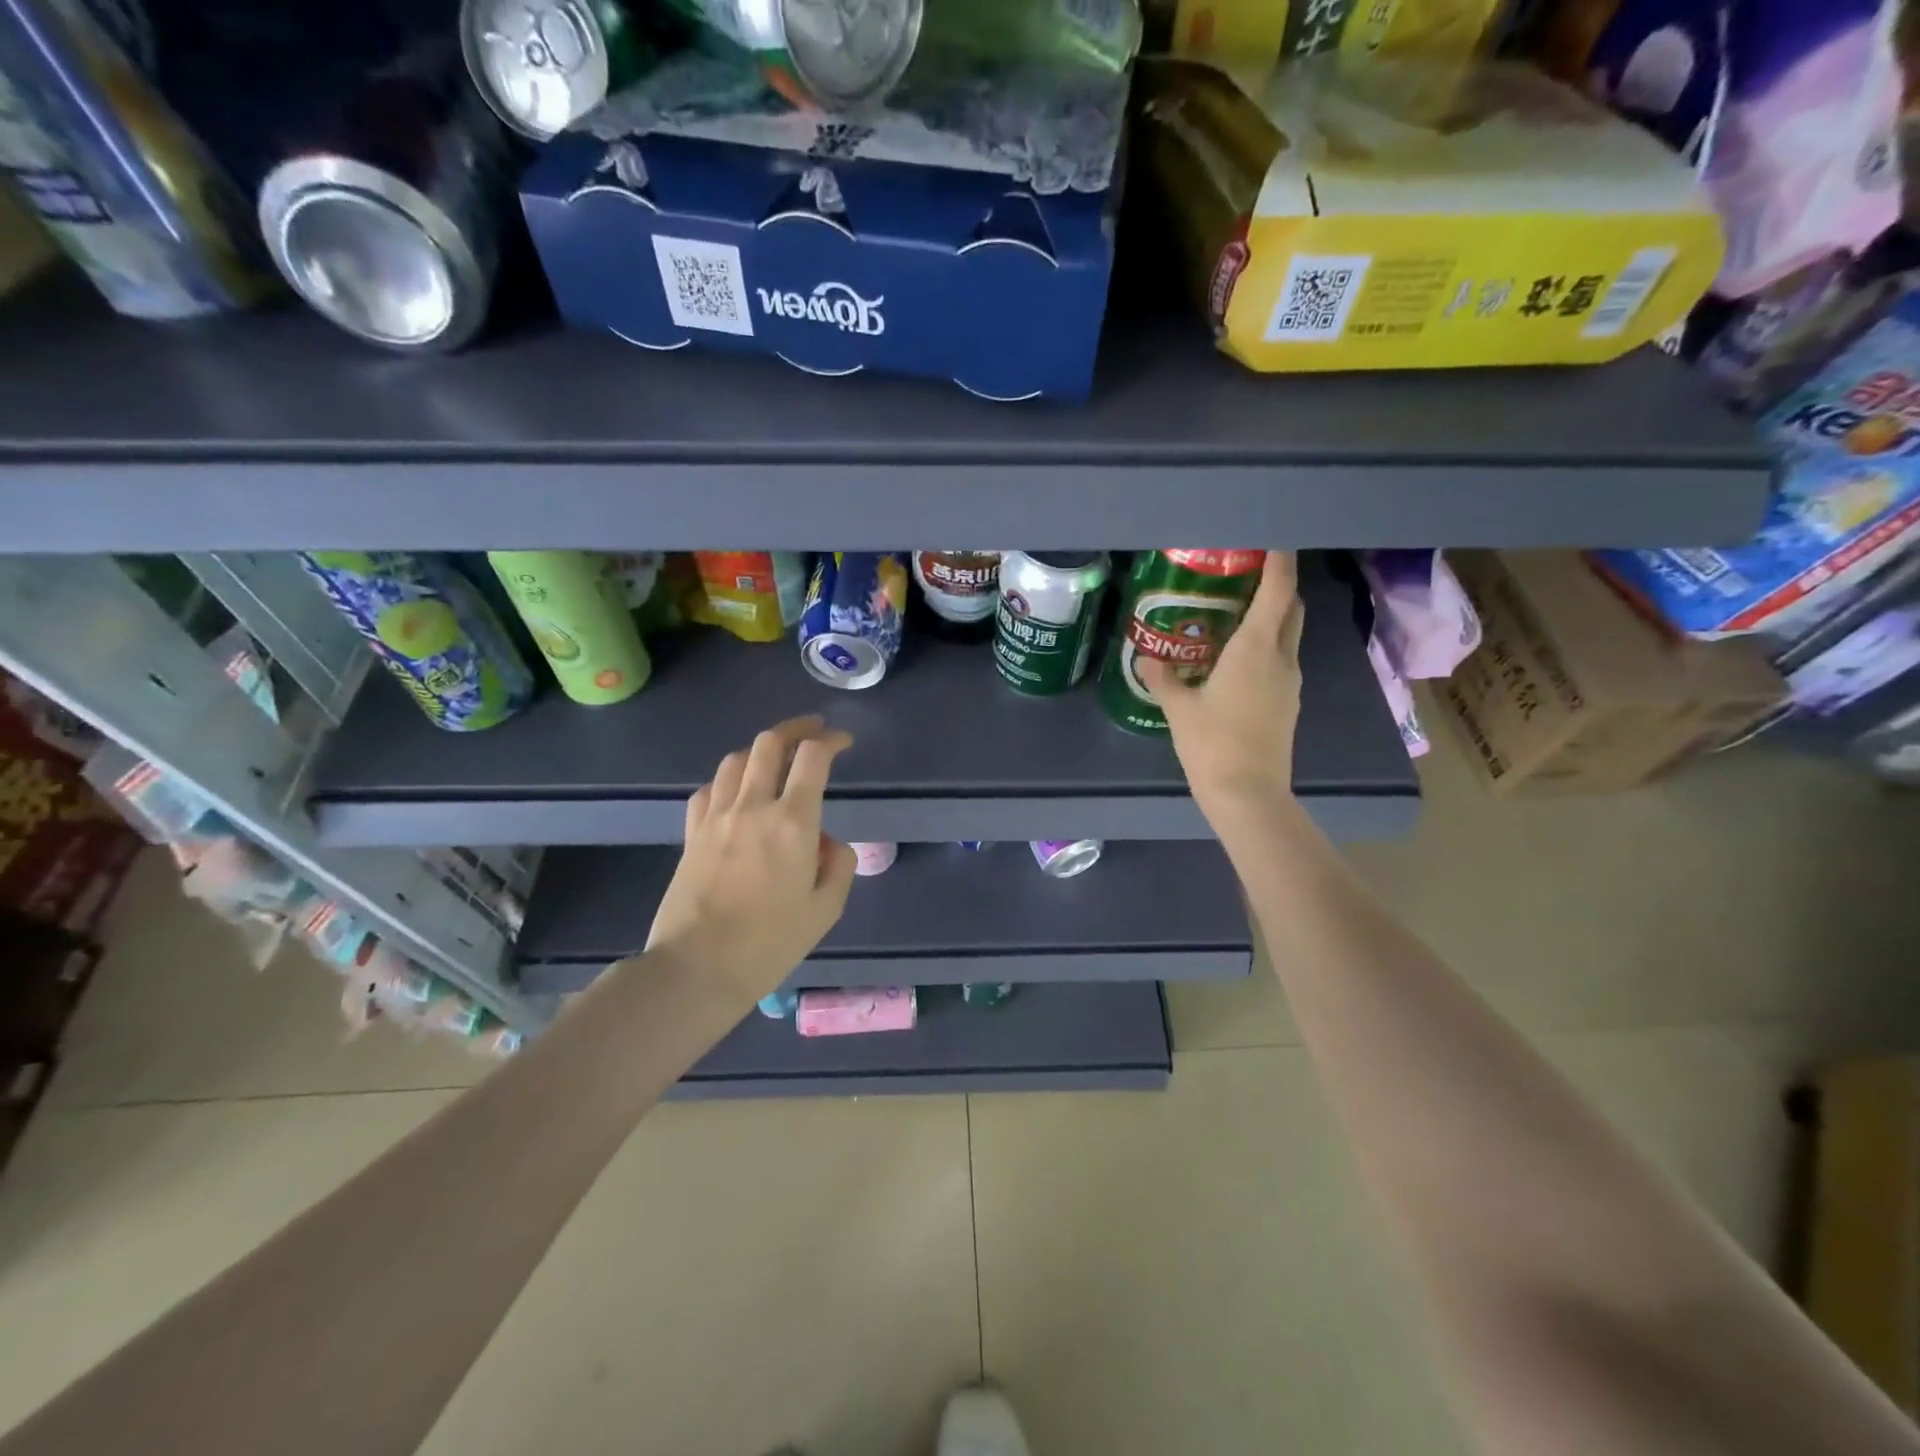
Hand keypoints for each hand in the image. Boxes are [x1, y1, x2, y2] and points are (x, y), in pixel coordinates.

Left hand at [646, 715, 857, 1004]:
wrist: (697, 968)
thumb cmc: (769, 943)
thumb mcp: (826, 909)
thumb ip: (838, 864)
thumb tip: (826, 841)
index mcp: (793, 822)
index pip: (812, 757)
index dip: (831, 741)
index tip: (843, 742)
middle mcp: (753, 806)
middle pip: (769, 743)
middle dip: (796, 729)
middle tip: (813, 731)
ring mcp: (716, 817)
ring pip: (736, 759)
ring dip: (761, 750)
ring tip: (776, 759)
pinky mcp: (692, 833)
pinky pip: (710, 788)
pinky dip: (729, 779)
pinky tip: (737, 792)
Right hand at [1139, 550, 1303, 814]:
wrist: (1248, 794)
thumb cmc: (1212, 743)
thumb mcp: (1179, 708)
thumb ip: (1162, 678)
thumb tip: (1146, 657)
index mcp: (1256, 649)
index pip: (1278, 591)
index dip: (1279, 562)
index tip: (1273, 542)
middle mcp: (1282, 659)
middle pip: (1291, 609)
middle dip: (1277, 588)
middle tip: (1245, 580)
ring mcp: (1290, 684)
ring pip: (1288, 637)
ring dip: (1271, 620)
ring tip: (1234, 619)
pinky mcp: (1288, 705)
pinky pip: (1281, 662)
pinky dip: (1266, 649)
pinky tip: (1236, 662)